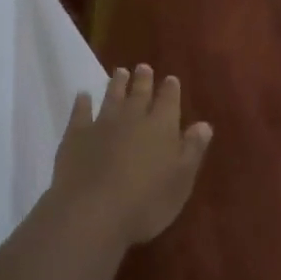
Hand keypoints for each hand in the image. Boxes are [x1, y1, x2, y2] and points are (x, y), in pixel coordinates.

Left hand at [50, 64, 212, 245]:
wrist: (92, 212)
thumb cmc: (146, 203)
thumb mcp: (181, 181)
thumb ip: (192, 150)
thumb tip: (204, 124)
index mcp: (162, 126)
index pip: (169, 100)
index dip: (170, 89)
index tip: (170, 78)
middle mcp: (133, 118)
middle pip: (139, 93)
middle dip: (143, 79)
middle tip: (143, 67)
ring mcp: (102, 124)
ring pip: (112, 97)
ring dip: (116, 84)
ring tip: (119, 72)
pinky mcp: (76, 135)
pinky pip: (80, 112)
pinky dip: (82, 102)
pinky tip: (82, 95)